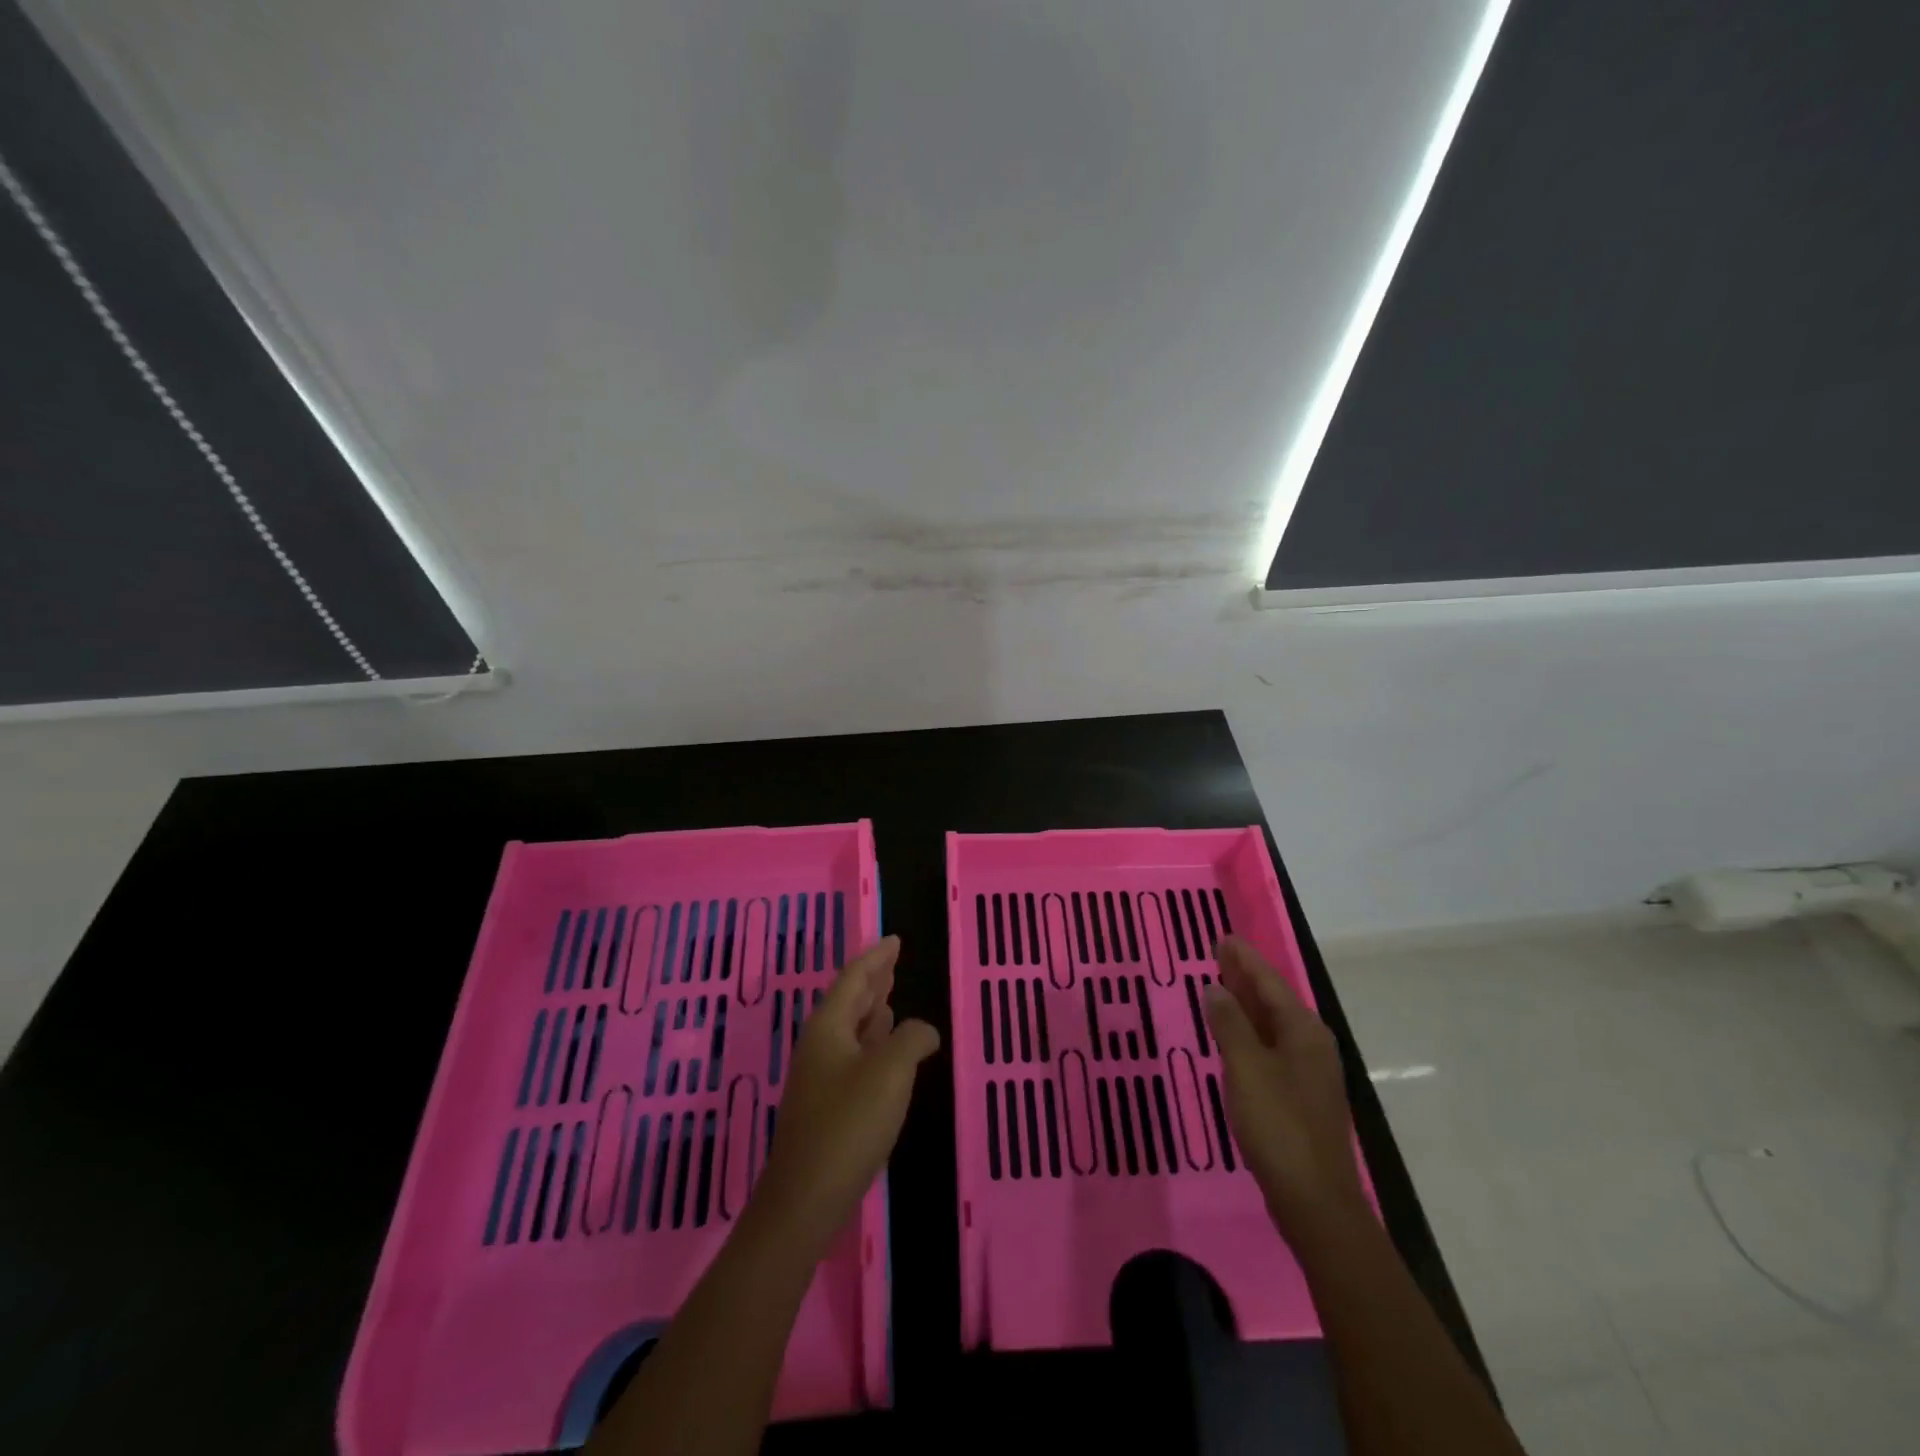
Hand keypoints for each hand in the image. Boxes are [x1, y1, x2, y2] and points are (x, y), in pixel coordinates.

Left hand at [748, 936, 939, 1250]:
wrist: (805, 1199)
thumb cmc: (848, 1126)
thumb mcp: (890, 1073)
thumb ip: (911, 1039)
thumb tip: (923, 1031)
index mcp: (829, 1027)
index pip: (854, 978)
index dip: (876, 957)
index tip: (895, 940)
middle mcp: (820, 1045)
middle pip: (848, 1001)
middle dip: (872, 980)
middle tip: (894, 961)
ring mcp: (820, 1077)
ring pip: (850, 1030)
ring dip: (872, 1011)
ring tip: (892, 998)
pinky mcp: (826, 1105)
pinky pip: (853, 1056)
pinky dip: (873, 1042)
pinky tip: (886, 1050)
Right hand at [1203, 936, 1365, 1229]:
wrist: (1314, 1201)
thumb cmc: (1279, 1126)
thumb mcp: (1247, 1068)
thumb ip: (1230, 1024)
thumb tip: (1215, 989)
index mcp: (1304, 1032)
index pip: (1270, 982)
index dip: (1244, 959)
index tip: (1223, 938)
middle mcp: (1311, 1045)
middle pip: (1274, 1000)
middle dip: (1246, 977)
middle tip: (1218, 954)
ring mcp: (1309, 1073)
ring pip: (1273, 1025)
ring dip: (1247, 1004)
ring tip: (1220, 985)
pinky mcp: (1300, 1097)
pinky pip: (1271, 1047)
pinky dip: (1250, 1032)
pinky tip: (1233, 1037)